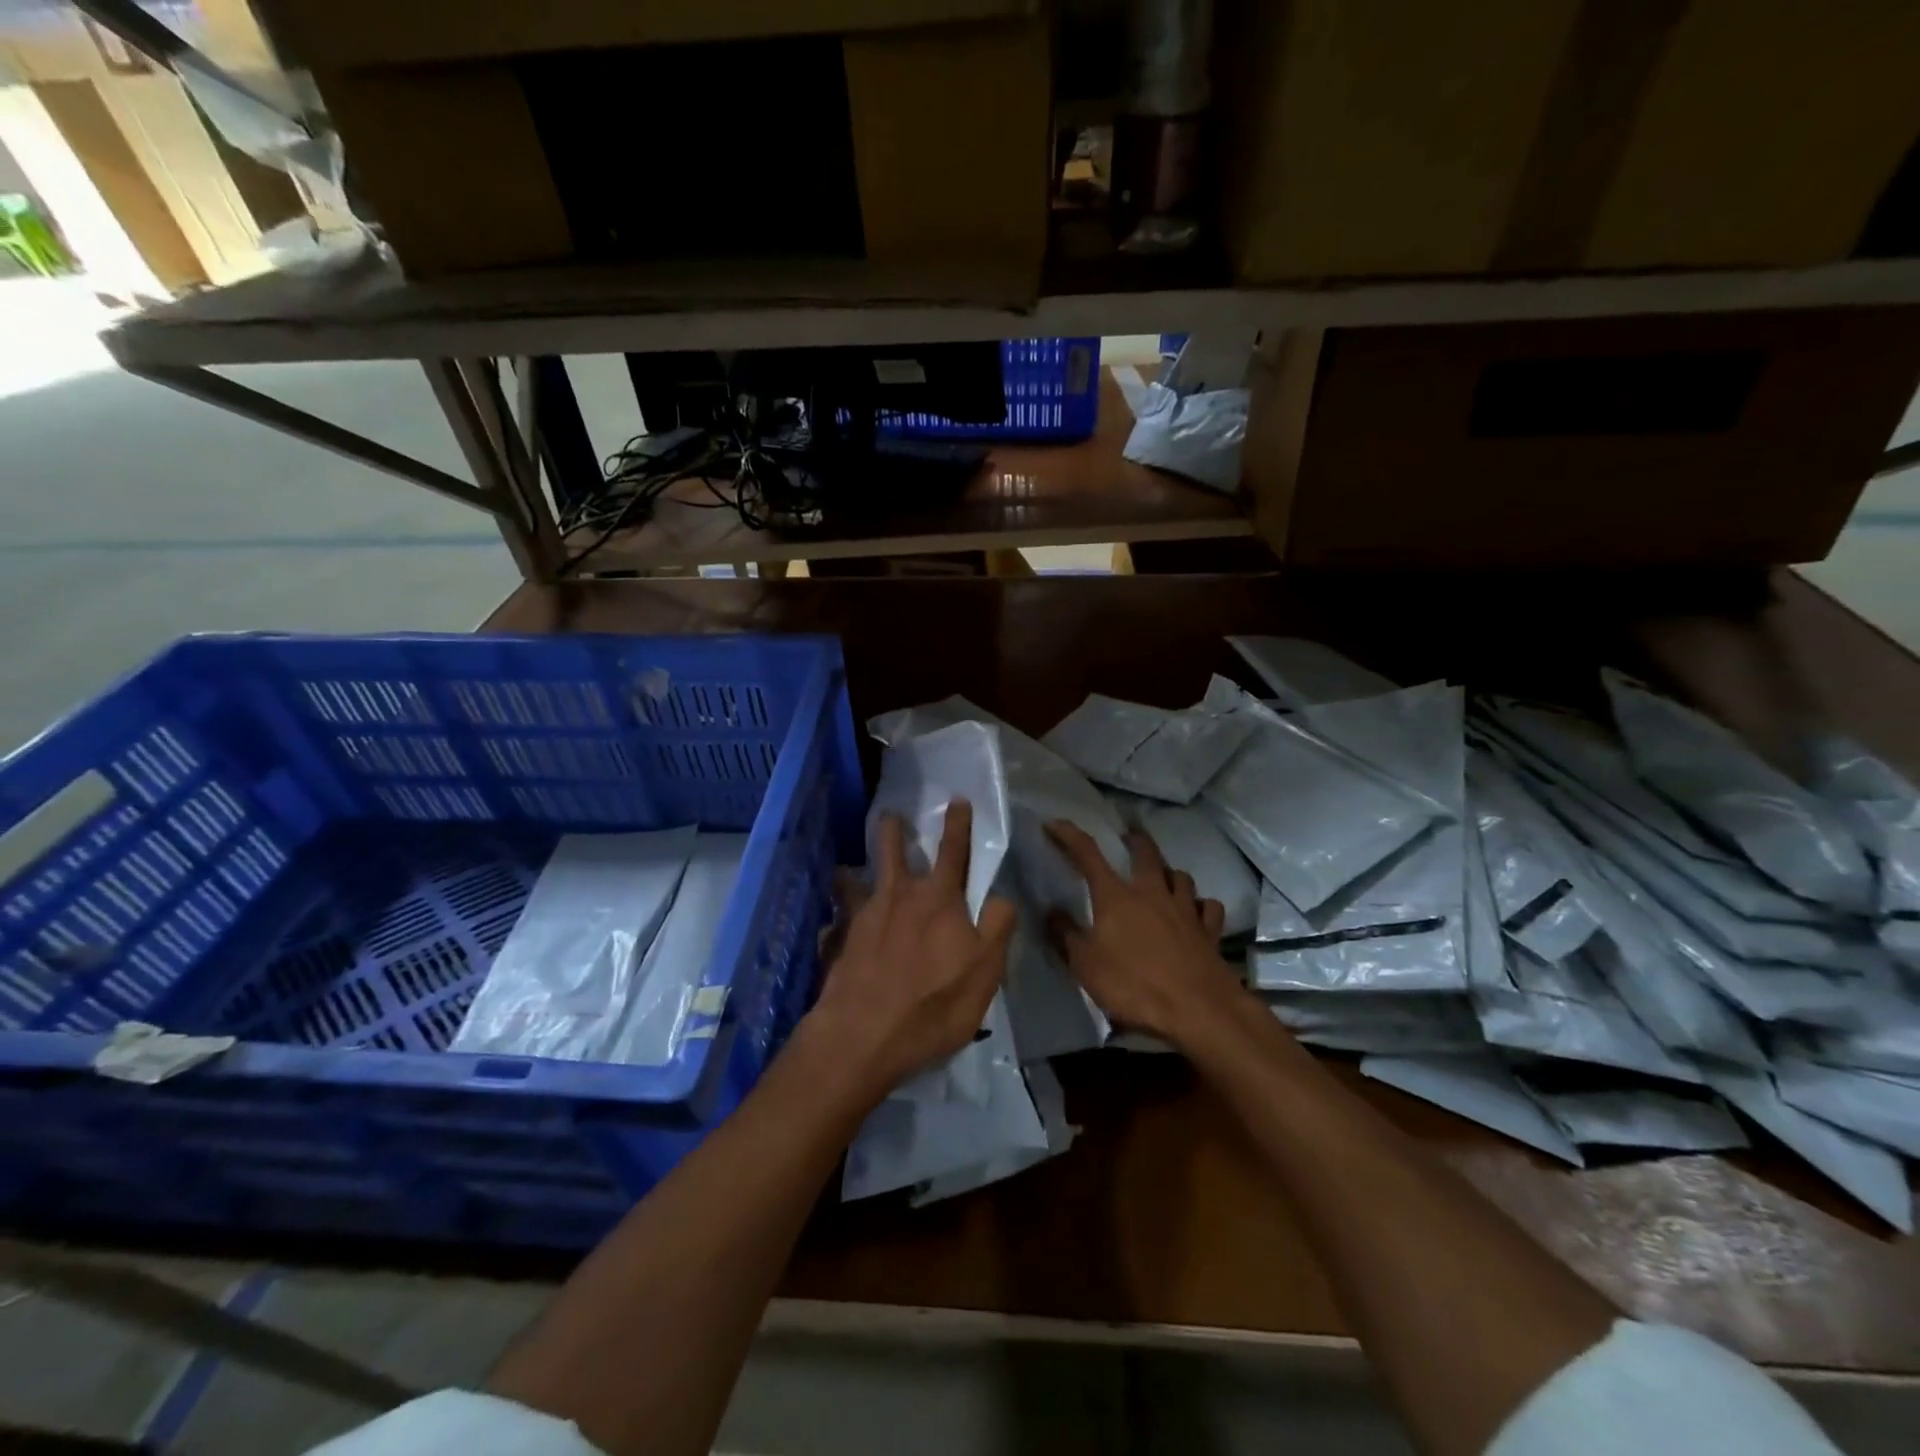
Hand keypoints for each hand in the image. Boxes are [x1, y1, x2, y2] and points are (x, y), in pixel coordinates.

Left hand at [806, 799, 1016, 1098]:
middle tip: (890, 814)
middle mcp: (900, 897)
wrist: (862, 1035)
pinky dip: (838, 909)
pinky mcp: (842, 942)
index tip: (957, 800)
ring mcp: (865, 917)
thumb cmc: (933, 1004)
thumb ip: (997, 927)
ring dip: (860, 866)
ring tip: (853, 861)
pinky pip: (841, 915)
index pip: (953, 852)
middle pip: (895, 853)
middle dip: (895, 831)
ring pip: (863, 878)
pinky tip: (835, 919)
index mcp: (939, 900)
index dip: (958, 825)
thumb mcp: (984, 971)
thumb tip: (1000, 895)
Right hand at [1045, 820, 1244, 1049]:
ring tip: (1163, 875)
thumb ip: (1065, 935)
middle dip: (1136, 840)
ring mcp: (1186, 910)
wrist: (1198, 1010)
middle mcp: (1152, 893)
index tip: (1055, 824)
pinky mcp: (1209, 931)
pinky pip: (1208, 907)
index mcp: (1116, 898)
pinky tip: (1197, 911)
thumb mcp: (1085, 966)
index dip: (1069, 836)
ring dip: (1169, 872)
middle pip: (1146, 854)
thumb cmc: (1134, 986)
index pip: (1088, 855)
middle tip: (1130, 835)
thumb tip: (1050, 910)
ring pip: (1180, 876)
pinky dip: (1201, 905)